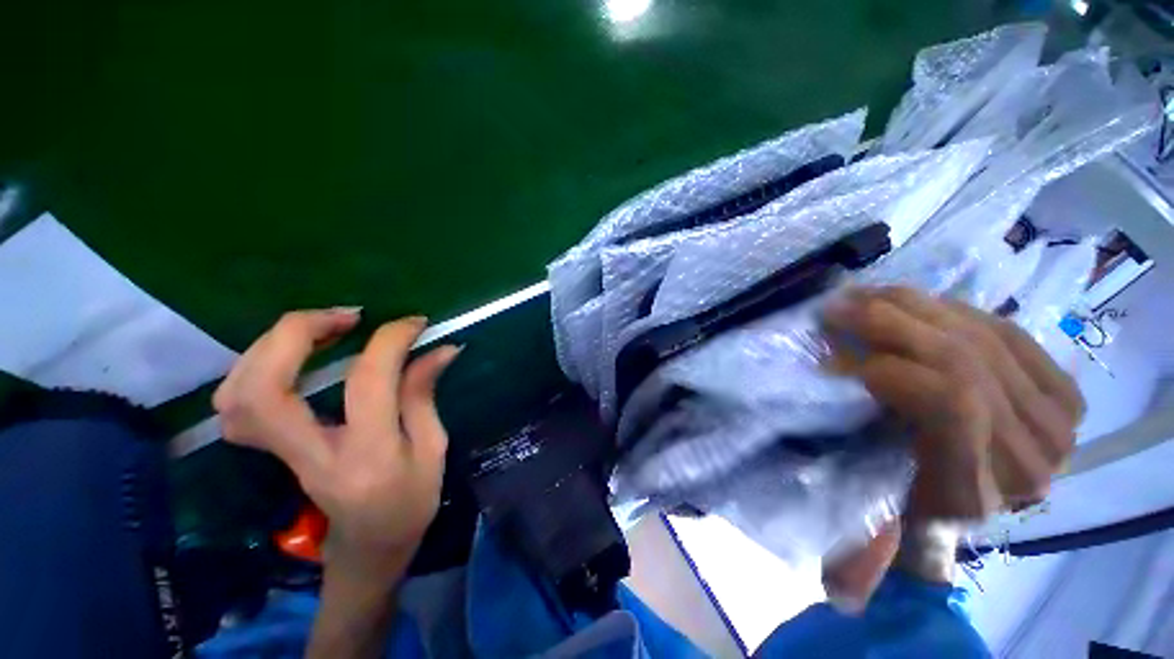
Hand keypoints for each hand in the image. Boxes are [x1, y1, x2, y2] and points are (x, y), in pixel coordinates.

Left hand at [213, 309, 460, 581]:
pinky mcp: (268, 451)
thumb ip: (424, 394)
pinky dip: (255, 367)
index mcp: (368, 456)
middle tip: (347, 316)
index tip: (414, 322)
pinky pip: (237, 403)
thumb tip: (439, 348)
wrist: (367, 548)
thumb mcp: (433, 448)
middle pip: (266, 388)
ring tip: (321, 328)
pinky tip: (292, 355)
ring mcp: (278, 457)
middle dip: (299, 333)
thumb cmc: (411, 501)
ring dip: (273, 346)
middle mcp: (310, 455)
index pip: (367, 383)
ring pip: (237, 394)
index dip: (389, 341)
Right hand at [819, 287, 1082, 602]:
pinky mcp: (1062, 389)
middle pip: (963, 359)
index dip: (885, 365)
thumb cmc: (915, 506)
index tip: (831, 355)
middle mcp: (1033, 454)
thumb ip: (868, 551)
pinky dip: (951, 309)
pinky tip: (912, 303)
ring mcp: (1058, 417)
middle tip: (837, 306)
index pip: (950, 403)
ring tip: (863, 296)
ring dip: (913, 306)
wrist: (974, 493)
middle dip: (890, 320)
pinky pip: (1005, 329)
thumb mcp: (885, 527)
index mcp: (982, 490)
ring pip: (982, 336)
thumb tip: (840, 594)